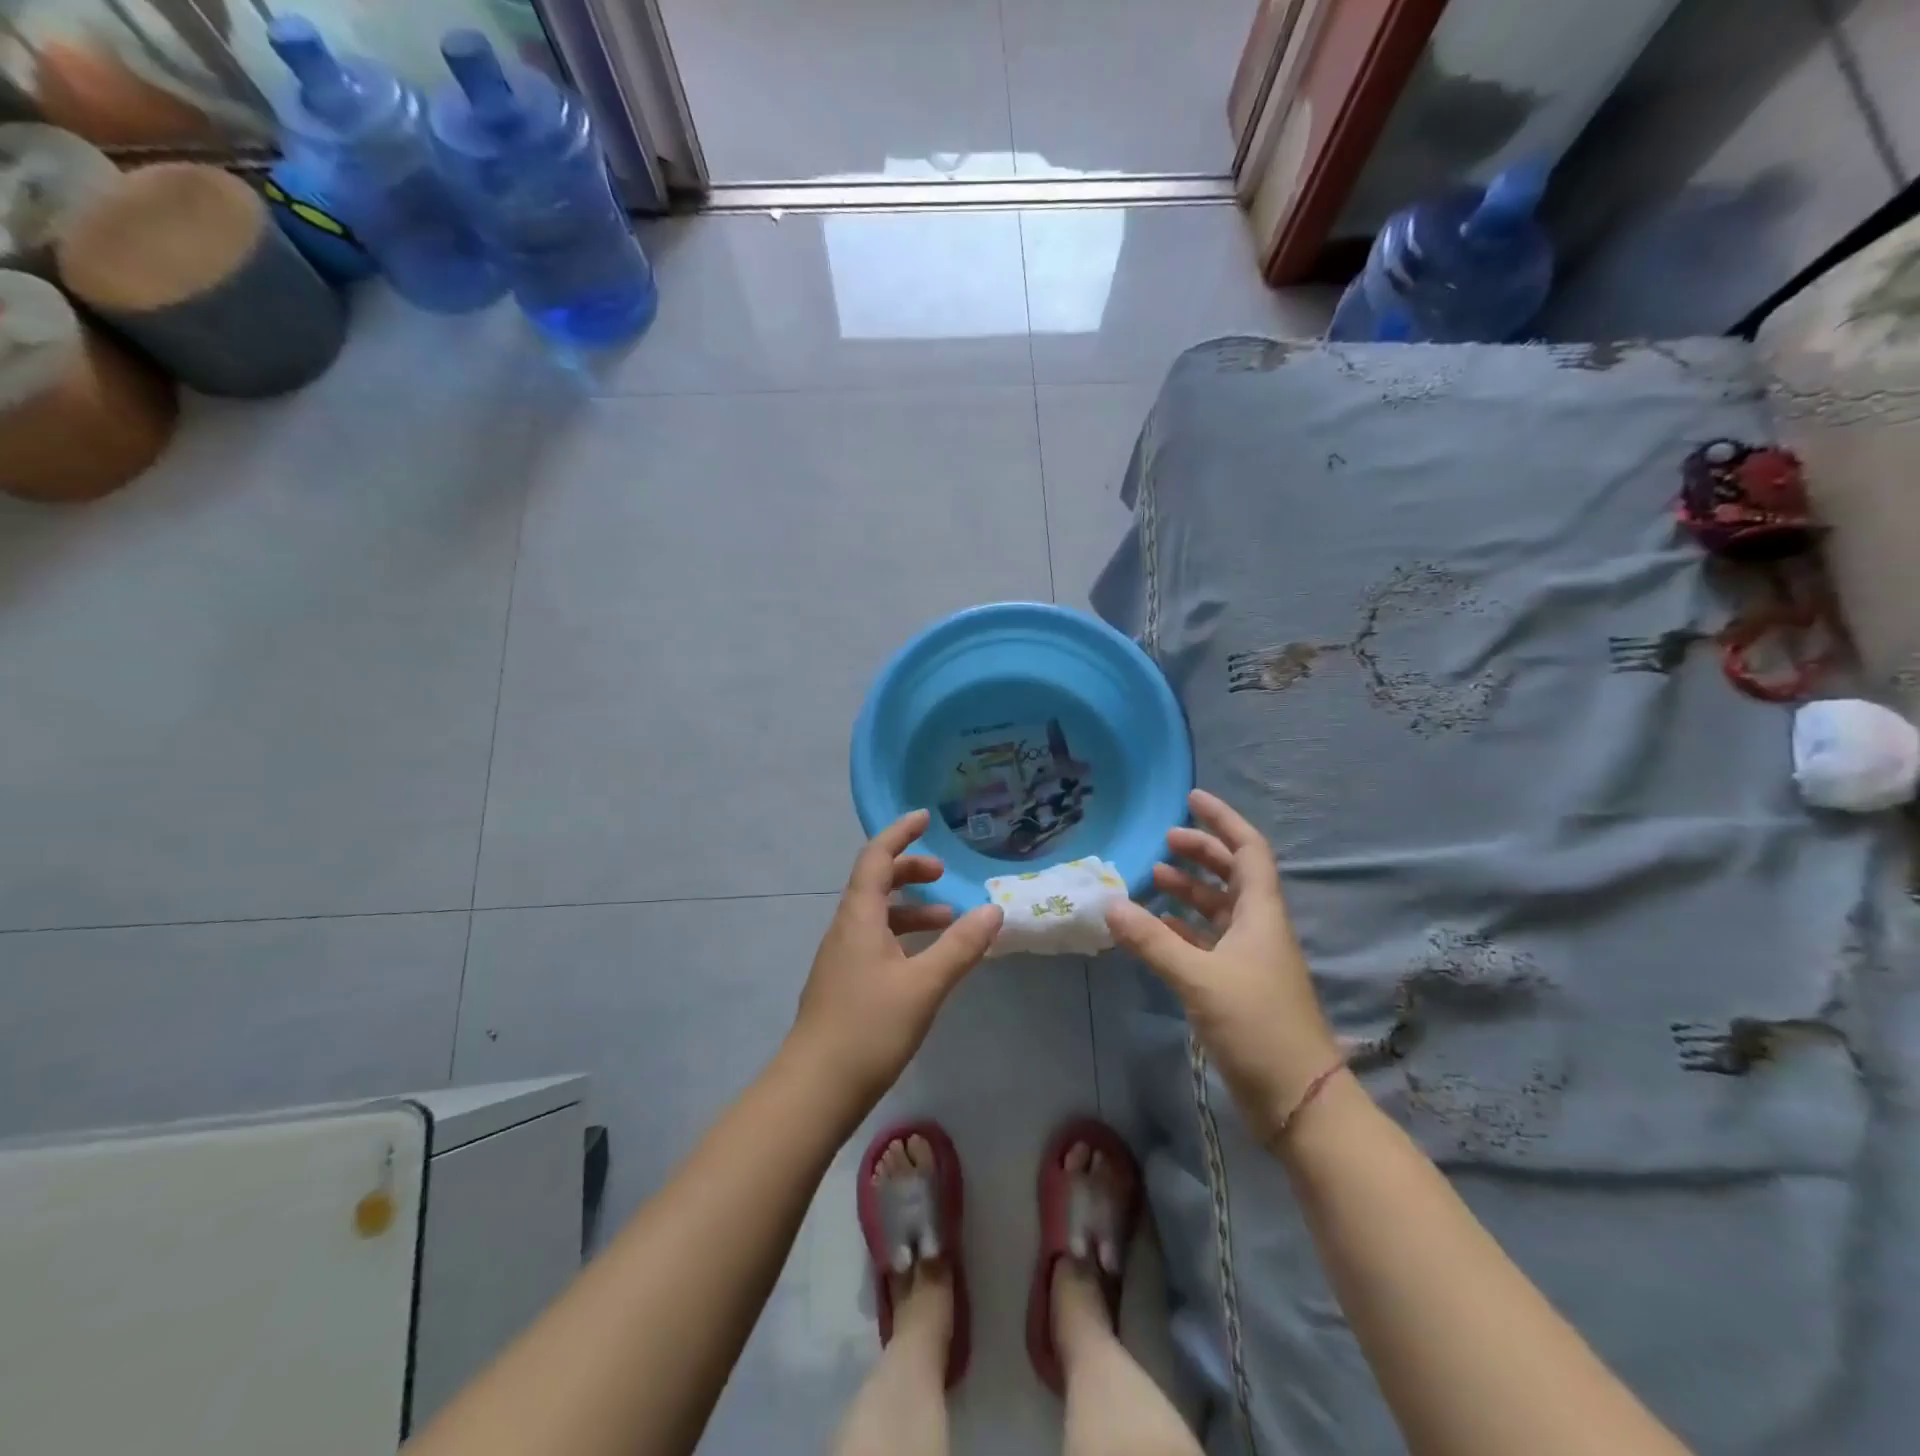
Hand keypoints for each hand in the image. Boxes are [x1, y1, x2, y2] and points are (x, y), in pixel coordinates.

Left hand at [790, 809, 1003, 1108]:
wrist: (815, 1089)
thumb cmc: (869, 1028)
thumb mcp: (924, 984)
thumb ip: (960, 946)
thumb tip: (994, 910)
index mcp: (858, 918)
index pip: (876, 858)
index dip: (899, 834)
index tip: (925, 817)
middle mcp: (845, 929)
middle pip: (875, 883)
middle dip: (909, 871)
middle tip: (944, 874)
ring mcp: (841, 959)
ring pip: (877, 917)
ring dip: (911, 910)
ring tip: (949, 920)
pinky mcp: (844, 985)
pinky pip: (876, 943)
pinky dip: (904, 938)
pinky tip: (926, 963)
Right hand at [1105, 789, 1340, 1145]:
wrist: (1297, 1100)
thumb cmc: (1257, 1026)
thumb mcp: (1199, 980)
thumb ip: (1153, 941)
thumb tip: (1109, 904)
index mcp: (1261, 915)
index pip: (1248, 850)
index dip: (1223, 820)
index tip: (1192, 799)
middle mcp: (1258, 929)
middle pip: (1233, 875)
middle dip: (1202, 852)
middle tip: (1165, 840)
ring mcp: (1250, 959)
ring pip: (1219, 909)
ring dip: (1190, 890)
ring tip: (1154, 876)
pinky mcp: (1238, 986)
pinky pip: (1207, 942)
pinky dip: (1182, 928)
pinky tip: (1155, 927)